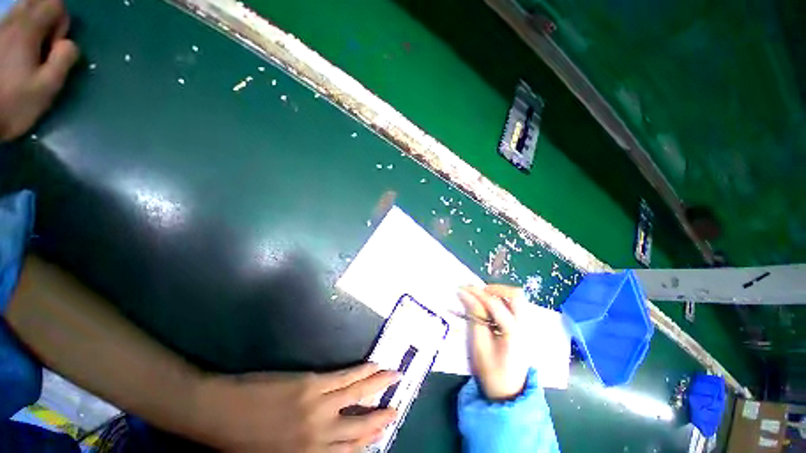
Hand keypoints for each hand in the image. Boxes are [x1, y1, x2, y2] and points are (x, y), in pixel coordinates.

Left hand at [0, 0, 78, 141]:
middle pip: (36, 2)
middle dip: (46, 16)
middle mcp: (11, 23)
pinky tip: (17, 49)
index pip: (54, 4)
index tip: (56, 45)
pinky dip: (19, 29)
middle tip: (45, 43)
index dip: (61, 21)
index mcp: (27, 31)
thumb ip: (63, 61)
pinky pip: (9, 23)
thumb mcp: (46, 88)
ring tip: (31, 48)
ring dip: (32, 22)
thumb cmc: (12, 105)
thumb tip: (71, 45)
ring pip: (21, 9)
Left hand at [193, 363, 399, 451]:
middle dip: (380, 418)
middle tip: (396, 410)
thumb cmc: (242, 441)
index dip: (369, 444)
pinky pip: (345, 377)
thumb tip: (329, 447)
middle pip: (359, 427)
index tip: (383, 435)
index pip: (349, 452)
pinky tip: (373, 366)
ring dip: (379, 386)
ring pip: (358, 396)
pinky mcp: (313, 383)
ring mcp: (319, 406)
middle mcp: (320, 436)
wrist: (219, 412)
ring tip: (395, 377)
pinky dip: (362, 372)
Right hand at [458, 285, 528, 400]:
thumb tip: (466, 295)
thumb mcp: (479, 345)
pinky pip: (515, 306)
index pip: (495, 304)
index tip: (462, 288)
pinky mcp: (524, 328)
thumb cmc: (492, 371)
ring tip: (483, 298)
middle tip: (479, 292)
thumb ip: (475, 317)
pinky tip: (491, 308)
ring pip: (517, 299)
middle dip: (496, 289)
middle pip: (516, 295)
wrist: (509, 392)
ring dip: (500, 294)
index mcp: (513, 332)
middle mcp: (525, 325)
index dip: (477, 293)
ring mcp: (527, 326)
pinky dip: (503, 301)